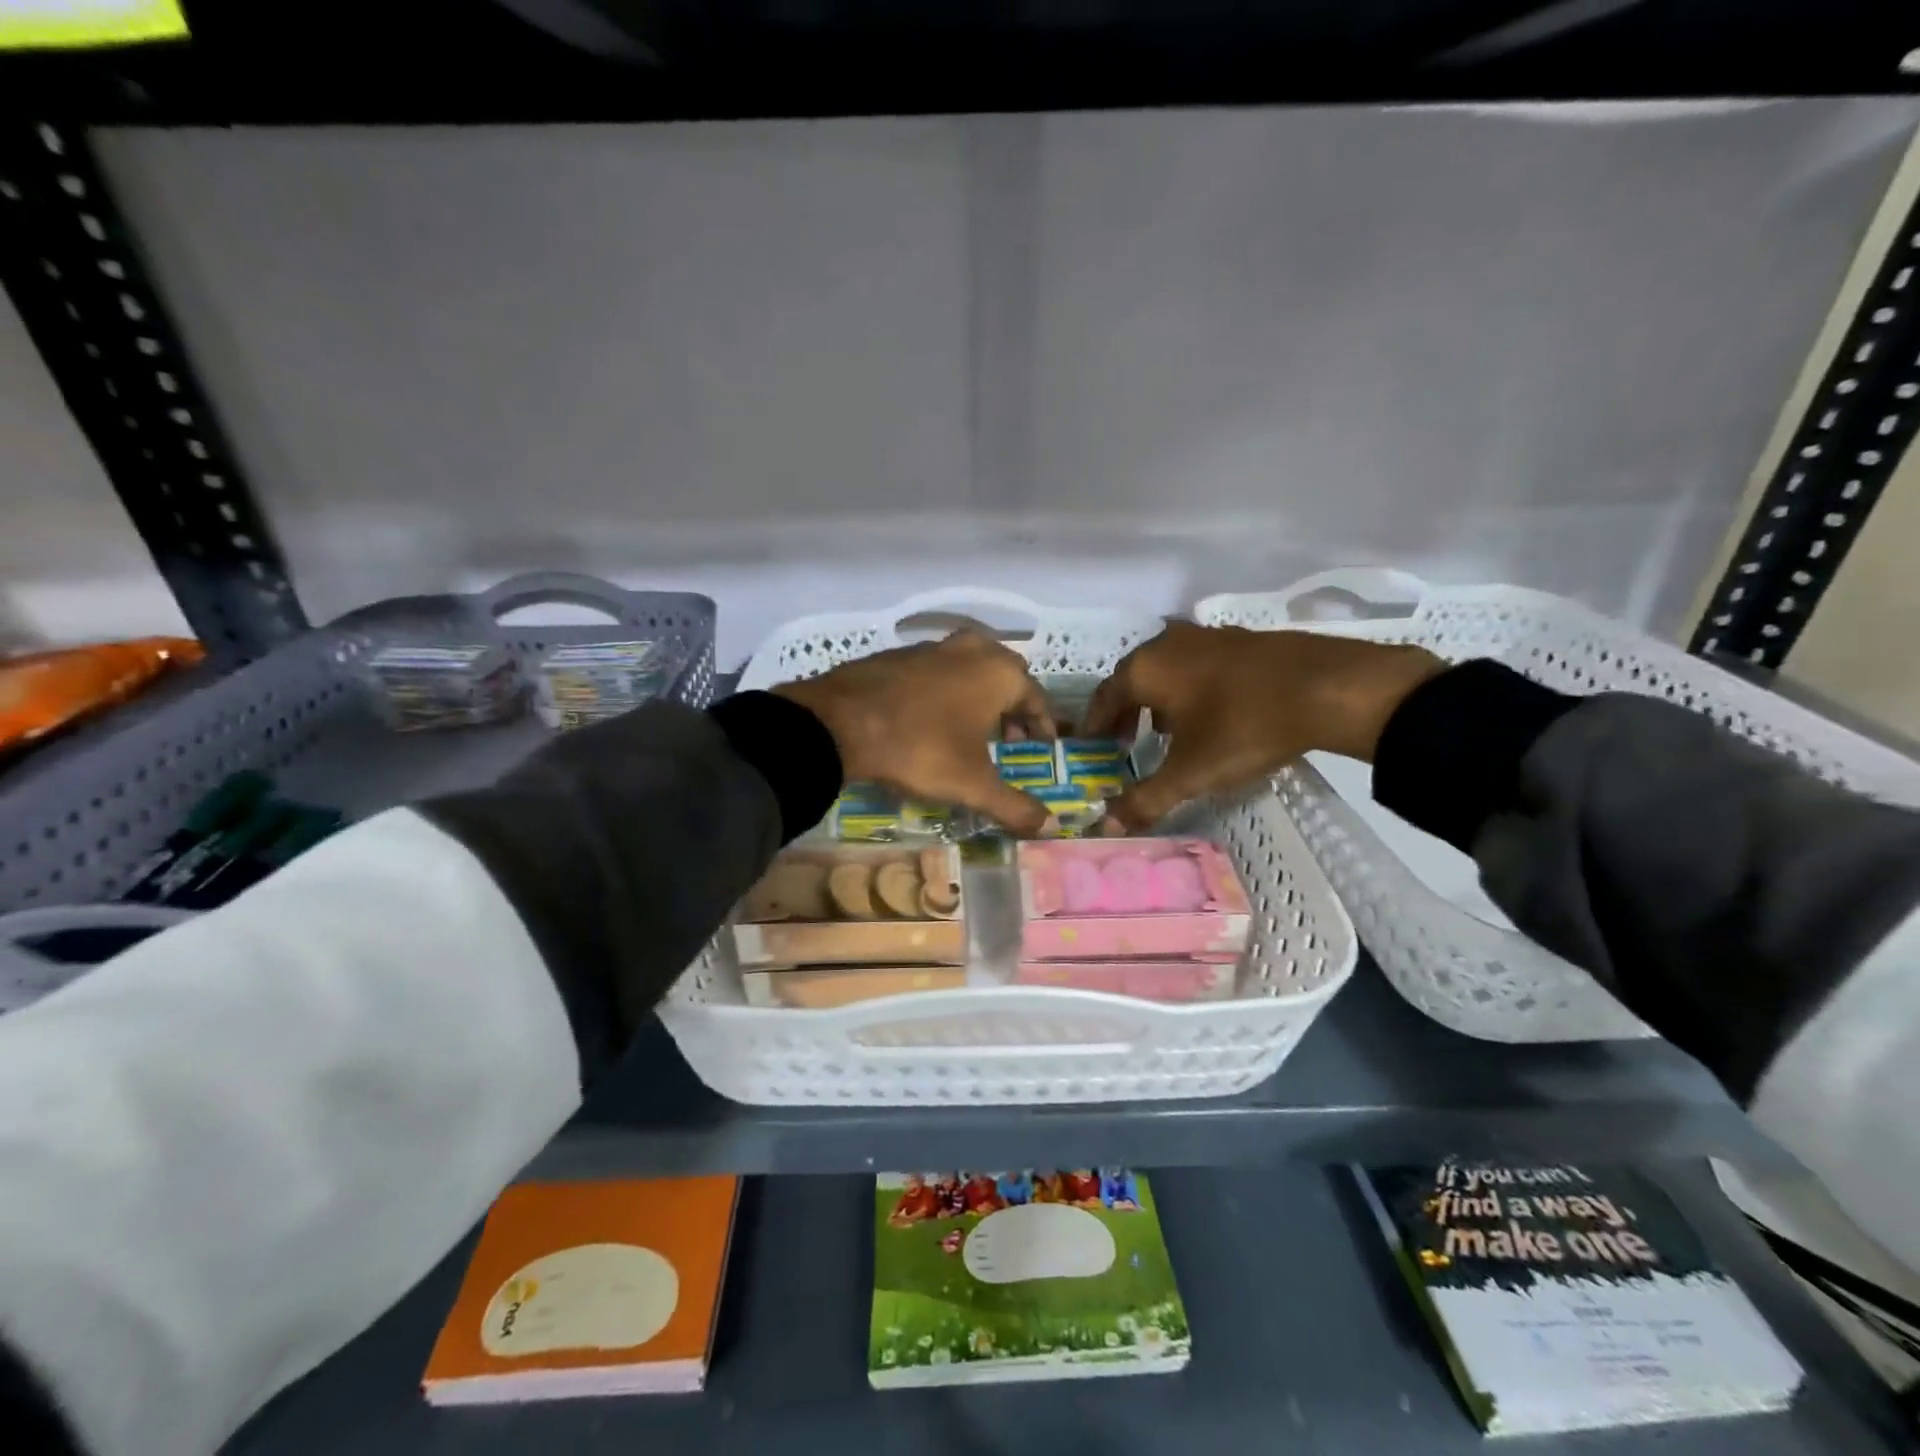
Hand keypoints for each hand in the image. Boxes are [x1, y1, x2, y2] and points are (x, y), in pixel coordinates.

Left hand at [774, 630, 1055, 834]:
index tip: (1041, 746)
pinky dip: (946, 690)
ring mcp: (932, 646)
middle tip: (1008, 739)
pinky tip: (931, 718)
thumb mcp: (972, 784)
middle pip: (1005, 676)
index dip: (1041, 725)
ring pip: (969, 668)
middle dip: (1012, 707)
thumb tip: (1050, 827)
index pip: (1036, 698)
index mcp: (999, 672)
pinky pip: (937, 670)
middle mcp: (972, 649)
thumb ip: (1014, 806)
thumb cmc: (921, 748)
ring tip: (971, 731)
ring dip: (978, 696)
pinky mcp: (899, 653)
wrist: (840, 723)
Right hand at [1083, 622, 1443, 832]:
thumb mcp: (1191, 772)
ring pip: (1167, 670)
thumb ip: (1146, 799)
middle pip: (1133, 679)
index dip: (1094, 724)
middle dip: (1125, 712)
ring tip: (1164, 733)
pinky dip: (1190, 689)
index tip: (1091, 746)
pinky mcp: (1242, 639)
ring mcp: (1208, 636)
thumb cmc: (1244, 727)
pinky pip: (1199, 666)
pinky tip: (1209, 714)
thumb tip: (1106, 827)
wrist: (1329, 687)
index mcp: (1146, 668)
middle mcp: (1168, 644)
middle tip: (1122, 742)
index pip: (1104, 696)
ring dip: (1158, 700)